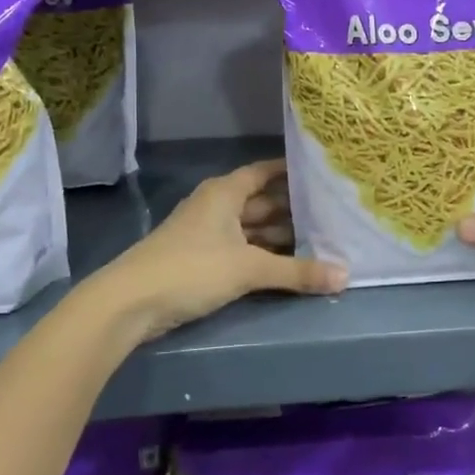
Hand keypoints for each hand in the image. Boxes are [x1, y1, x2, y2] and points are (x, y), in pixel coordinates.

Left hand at [102, 159, 346, 341]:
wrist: (129, 303)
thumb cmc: (191, 269)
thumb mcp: (249, 268)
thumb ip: (297, 272)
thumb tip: (345, 276)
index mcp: (225, 192)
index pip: (265, 172)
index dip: (292, 172)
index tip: (323, 174)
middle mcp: (217, 206)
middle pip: (262, 202)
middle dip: (295, 209)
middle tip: (334, 215)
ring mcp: (207, 234)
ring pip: (253, 228)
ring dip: (281, 236)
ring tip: (321, 241)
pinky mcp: (202, 260)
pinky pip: (242, 249)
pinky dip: (264, 254)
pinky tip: (288, 265)